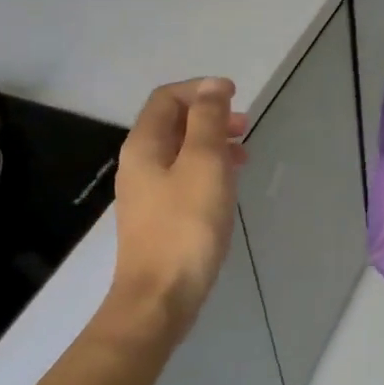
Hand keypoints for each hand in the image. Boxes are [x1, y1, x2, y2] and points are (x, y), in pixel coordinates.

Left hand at [103, 77, 248, 344]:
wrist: (160, 298)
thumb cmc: (186, 226)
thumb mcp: (204, 164)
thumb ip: (208, 121)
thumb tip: (212, 86)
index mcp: (144, 145)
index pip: (167, 98)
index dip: (201, 89)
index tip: (236, 96)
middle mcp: (139, 164)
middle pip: (173, 124)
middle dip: (210, 117)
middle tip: (244, 126)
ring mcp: (147, 193)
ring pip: (181, 153)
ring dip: (212, 144)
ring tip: (244, 155)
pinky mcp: (159, 218)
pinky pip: (183, 179)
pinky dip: (208, 171)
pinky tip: (228, 186)